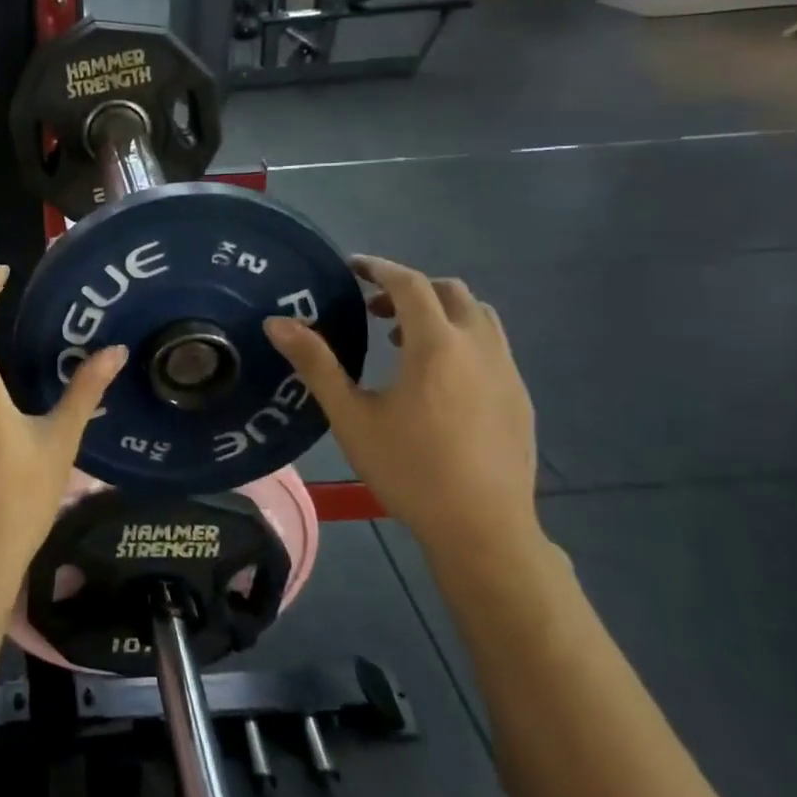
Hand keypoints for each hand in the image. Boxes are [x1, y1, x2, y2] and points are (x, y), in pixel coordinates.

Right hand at [264, 257, 538, 564]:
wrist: (483, 529)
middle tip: (375, 309)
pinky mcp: (520, 397)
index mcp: (436, 345)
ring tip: (405, 342)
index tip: (352, 267)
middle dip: (410, 289)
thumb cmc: (409, 469)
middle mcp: (478, 347)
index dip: (379, 268)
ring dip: (440, 312)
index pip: (409, 284)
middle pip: (450, 292)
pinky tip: (439, 380)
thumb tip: (276, 323)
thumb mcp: (351, 416)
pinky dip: (462, 339)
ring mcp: (506, 372)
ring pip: (478, 316)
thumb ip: (316, 364)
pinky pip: (491, 346)